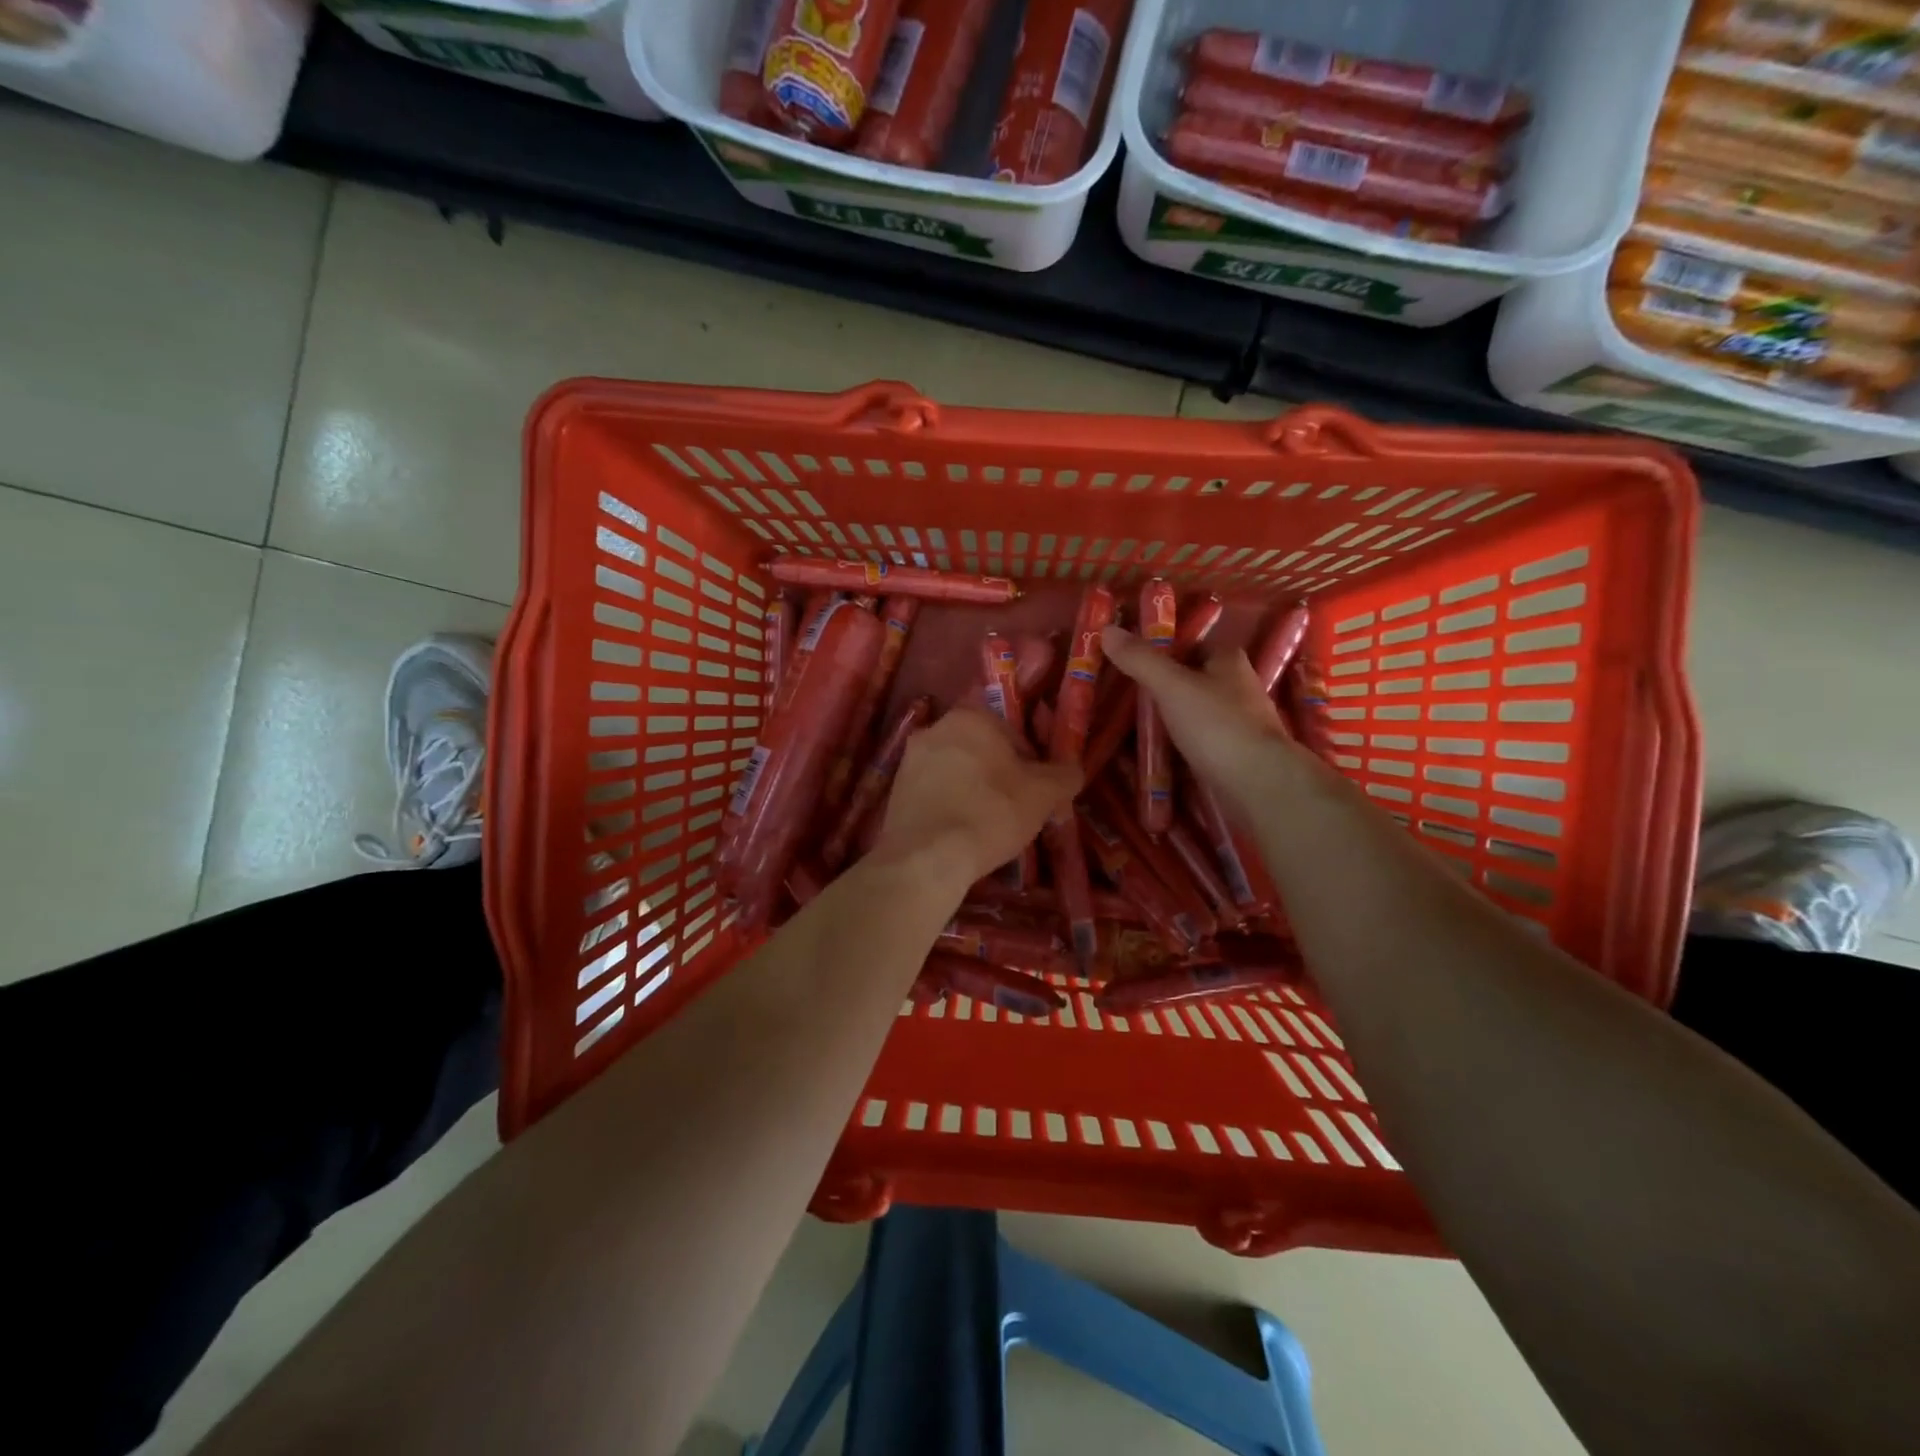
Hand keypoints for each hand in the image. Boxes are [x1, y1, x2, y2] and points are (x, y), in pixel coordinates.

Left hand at [871, 706, 1080, 892]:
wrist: (927, 857)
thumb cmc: (991, 813)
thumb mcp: (1044, 794)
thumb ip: (1064, 775)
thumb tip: (1072, 770)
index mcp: (971, 716)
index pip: (1013, 732)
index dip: (1030, 763)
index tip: (1035, 792)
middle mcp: (936, 728)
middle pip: (981, 750)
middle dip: (998, 774)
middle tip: (1014, 809)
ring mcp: (909, 760)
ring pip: (955, 771)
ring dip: (972, 790)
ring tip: (987, 826)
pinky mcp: (895, 791)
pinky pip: (933, 793)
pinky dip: (948, 807)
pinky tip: (959, 833)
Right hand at [1102, 624, 1309, 817]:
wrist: (1258, 783)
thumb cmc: (1217, 725)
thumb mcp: (1172, 686)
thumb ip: (1140, 660)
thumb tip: (1106, 630)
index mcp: (1227, 660)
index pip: (1190, 643)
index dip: (1160, 647)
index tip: (1126, 658)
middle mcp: (1235, 686)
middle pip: (1188, 679)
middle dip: (1157, 686)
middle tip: (1117, 694)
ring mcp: (1235, 722)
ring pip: (1189, 712)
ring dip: (1163, 718)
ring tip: (1123, 725)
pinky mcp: (1230, 753)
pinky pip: (1193, 741)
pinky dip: (1172, 745)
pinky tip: (1148, 752)